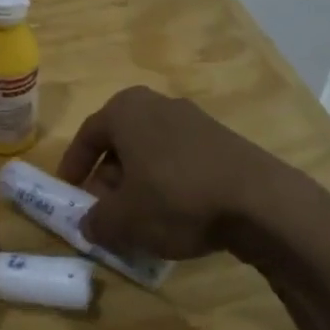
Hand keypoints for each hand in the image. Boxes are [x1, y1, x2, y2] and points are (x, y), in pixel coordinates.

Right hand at [56, 86, 293, 259]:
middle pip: (121, 143)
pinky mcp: (222, 141)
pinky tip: (176, 216)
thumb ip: (96, 222)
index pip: (87, 135)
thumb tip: (89, 225)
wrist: (260, 201)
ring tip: (140, 219)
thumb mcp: (123, 220)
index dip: (73, 167)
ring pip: (151, 153)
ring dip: (139, 183)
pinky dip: (169, 184)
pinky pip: (180, 160)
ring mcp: (194, 120)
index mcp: (125, 110)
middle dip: (108, 178)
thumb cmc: (175, 198)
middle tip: (105, 210)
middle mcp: (157, 104)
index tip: (69, 192)